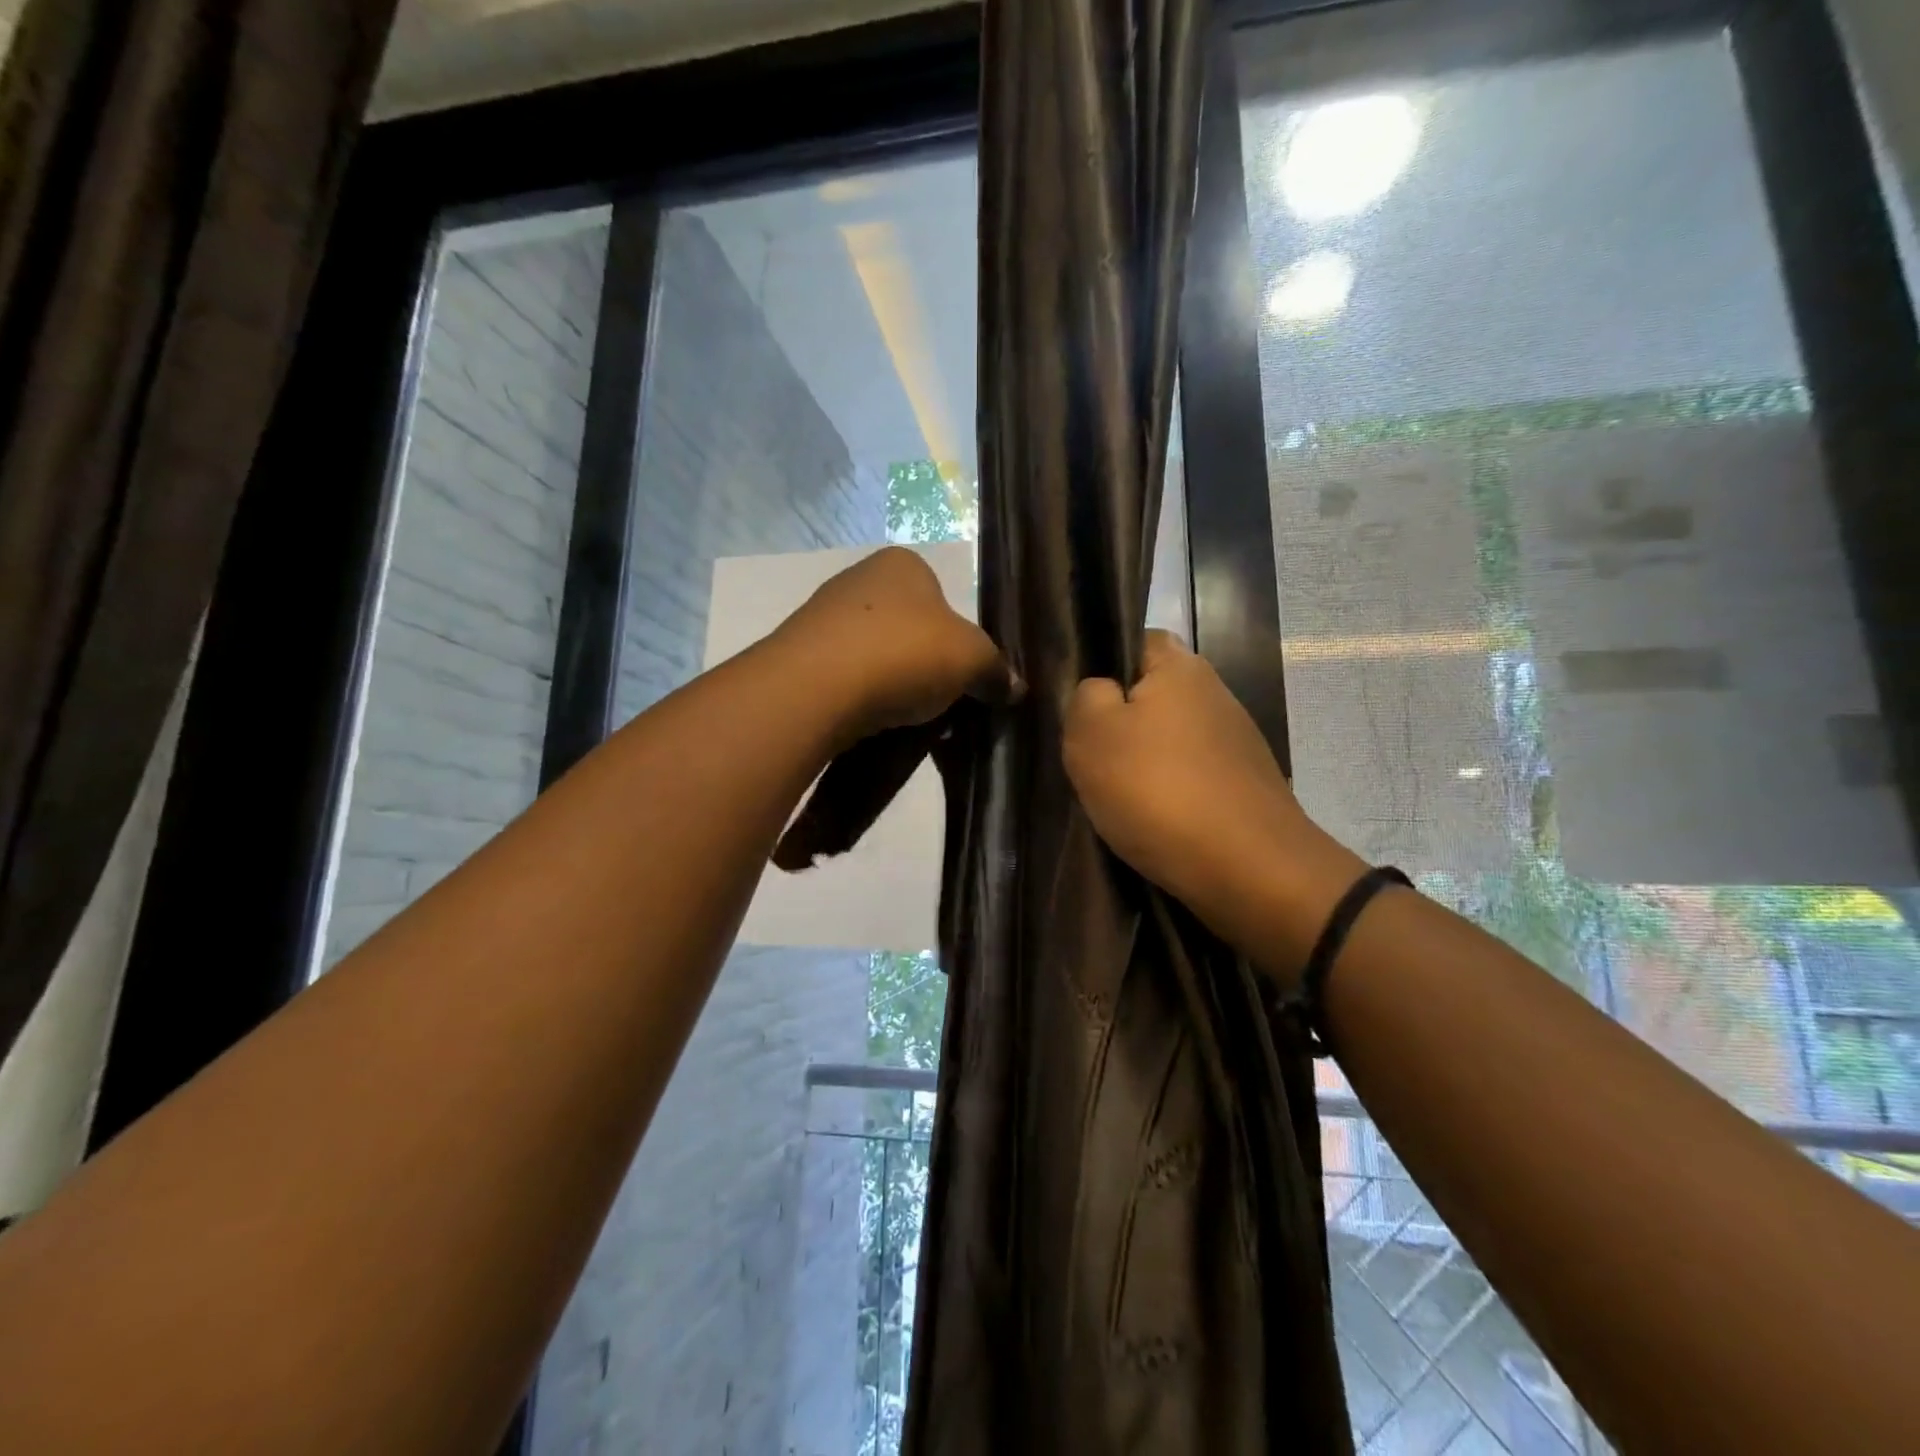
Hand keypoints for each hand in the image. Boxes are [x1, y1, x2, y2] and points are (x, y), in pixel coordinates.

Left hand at [774, 546, 1018, 742]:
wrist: (816, 687)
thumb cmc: (904, 654)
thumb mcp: (971, 660)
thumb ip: (996, 671)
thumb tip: (1015, 688)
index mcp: (903, 564)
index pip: (943, 598)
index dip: (959, 641)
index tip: (963, 677)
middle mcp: (859, 579)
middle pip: (910, 629)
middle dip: (927, 667)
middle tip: (941, 704)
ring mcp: (823, 616)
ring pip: (877, 656)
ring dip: (894, 686)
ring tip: (907, 721)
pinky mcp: (800, 656)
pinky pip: (846, 679)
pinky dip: (862, 699)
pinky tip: (871, 723)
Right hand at [1064, 632, 1363, 974]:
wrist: (1248, 870)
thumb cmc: (1158, 790)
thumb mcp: (1090, 734)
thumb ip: (1084, 696)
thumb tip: (1100, 692)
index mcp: (1181, 667)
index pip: (1136, 641)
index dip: (1102, 666)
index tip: (1080, 706)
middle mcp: (1217, 694)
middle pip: (1152, 696)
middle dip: (1121, 723)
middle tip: (1091, 757)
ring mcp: (1237, 742)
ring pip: (1171, 740)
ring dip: (1145, 763)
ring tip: (1117, 797)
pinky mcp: (1246, 786)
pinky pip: (1192, 777)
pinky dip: (1171, 794)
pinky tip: (1154, 821)